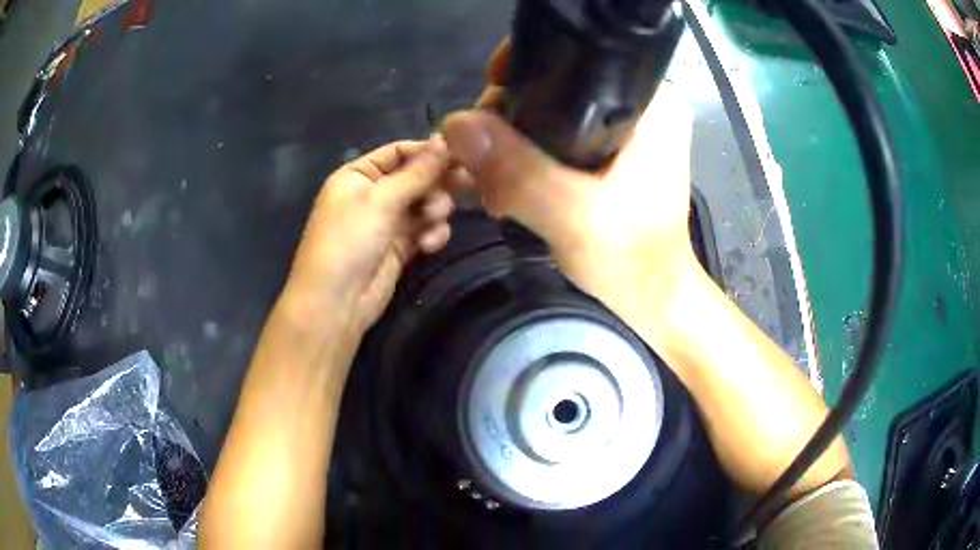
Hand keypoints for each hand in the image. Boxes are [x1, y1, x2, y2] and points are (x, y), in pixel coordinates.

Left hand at [281, 138, 453, 335]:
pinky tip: (429, 244)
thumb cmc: (350, 240)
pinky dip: (431, 233)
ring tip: (433, 219)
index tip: (460, 154)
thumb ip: (417, 172)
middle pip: (416, 177)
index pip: (398, 152)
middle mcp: (373, 194)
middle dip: (436, 183)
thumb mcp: (381, 199)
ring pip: (425, 204)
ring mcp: (387, 221)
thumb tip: (443, 140)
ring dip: (434, 210)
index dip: (427, 152)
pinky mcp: (400, 246)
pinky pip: (424, 229)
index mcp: (359, 175)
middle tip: (467, 182)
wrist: (336, 302)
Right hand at [441, 42, 697, 331]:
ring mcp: (625, 129)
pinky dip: (527, 158)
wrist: (656, 300)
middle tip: (483, 164)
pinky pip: (555, 137)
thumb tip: (454, 124)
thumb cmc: (634, 261)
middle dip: (508, 118)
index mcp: (650, 102)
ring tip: (493, 187)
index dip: (522, 68)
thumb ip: (518, 170)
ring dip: (511, 144)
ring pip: (549, 112)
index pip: (576, 56)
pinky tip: (508, 189)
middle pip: (554, 83)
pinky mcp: (611, 153)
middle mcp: (640, 105)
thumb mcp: (574, 216)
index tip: (487, 103)